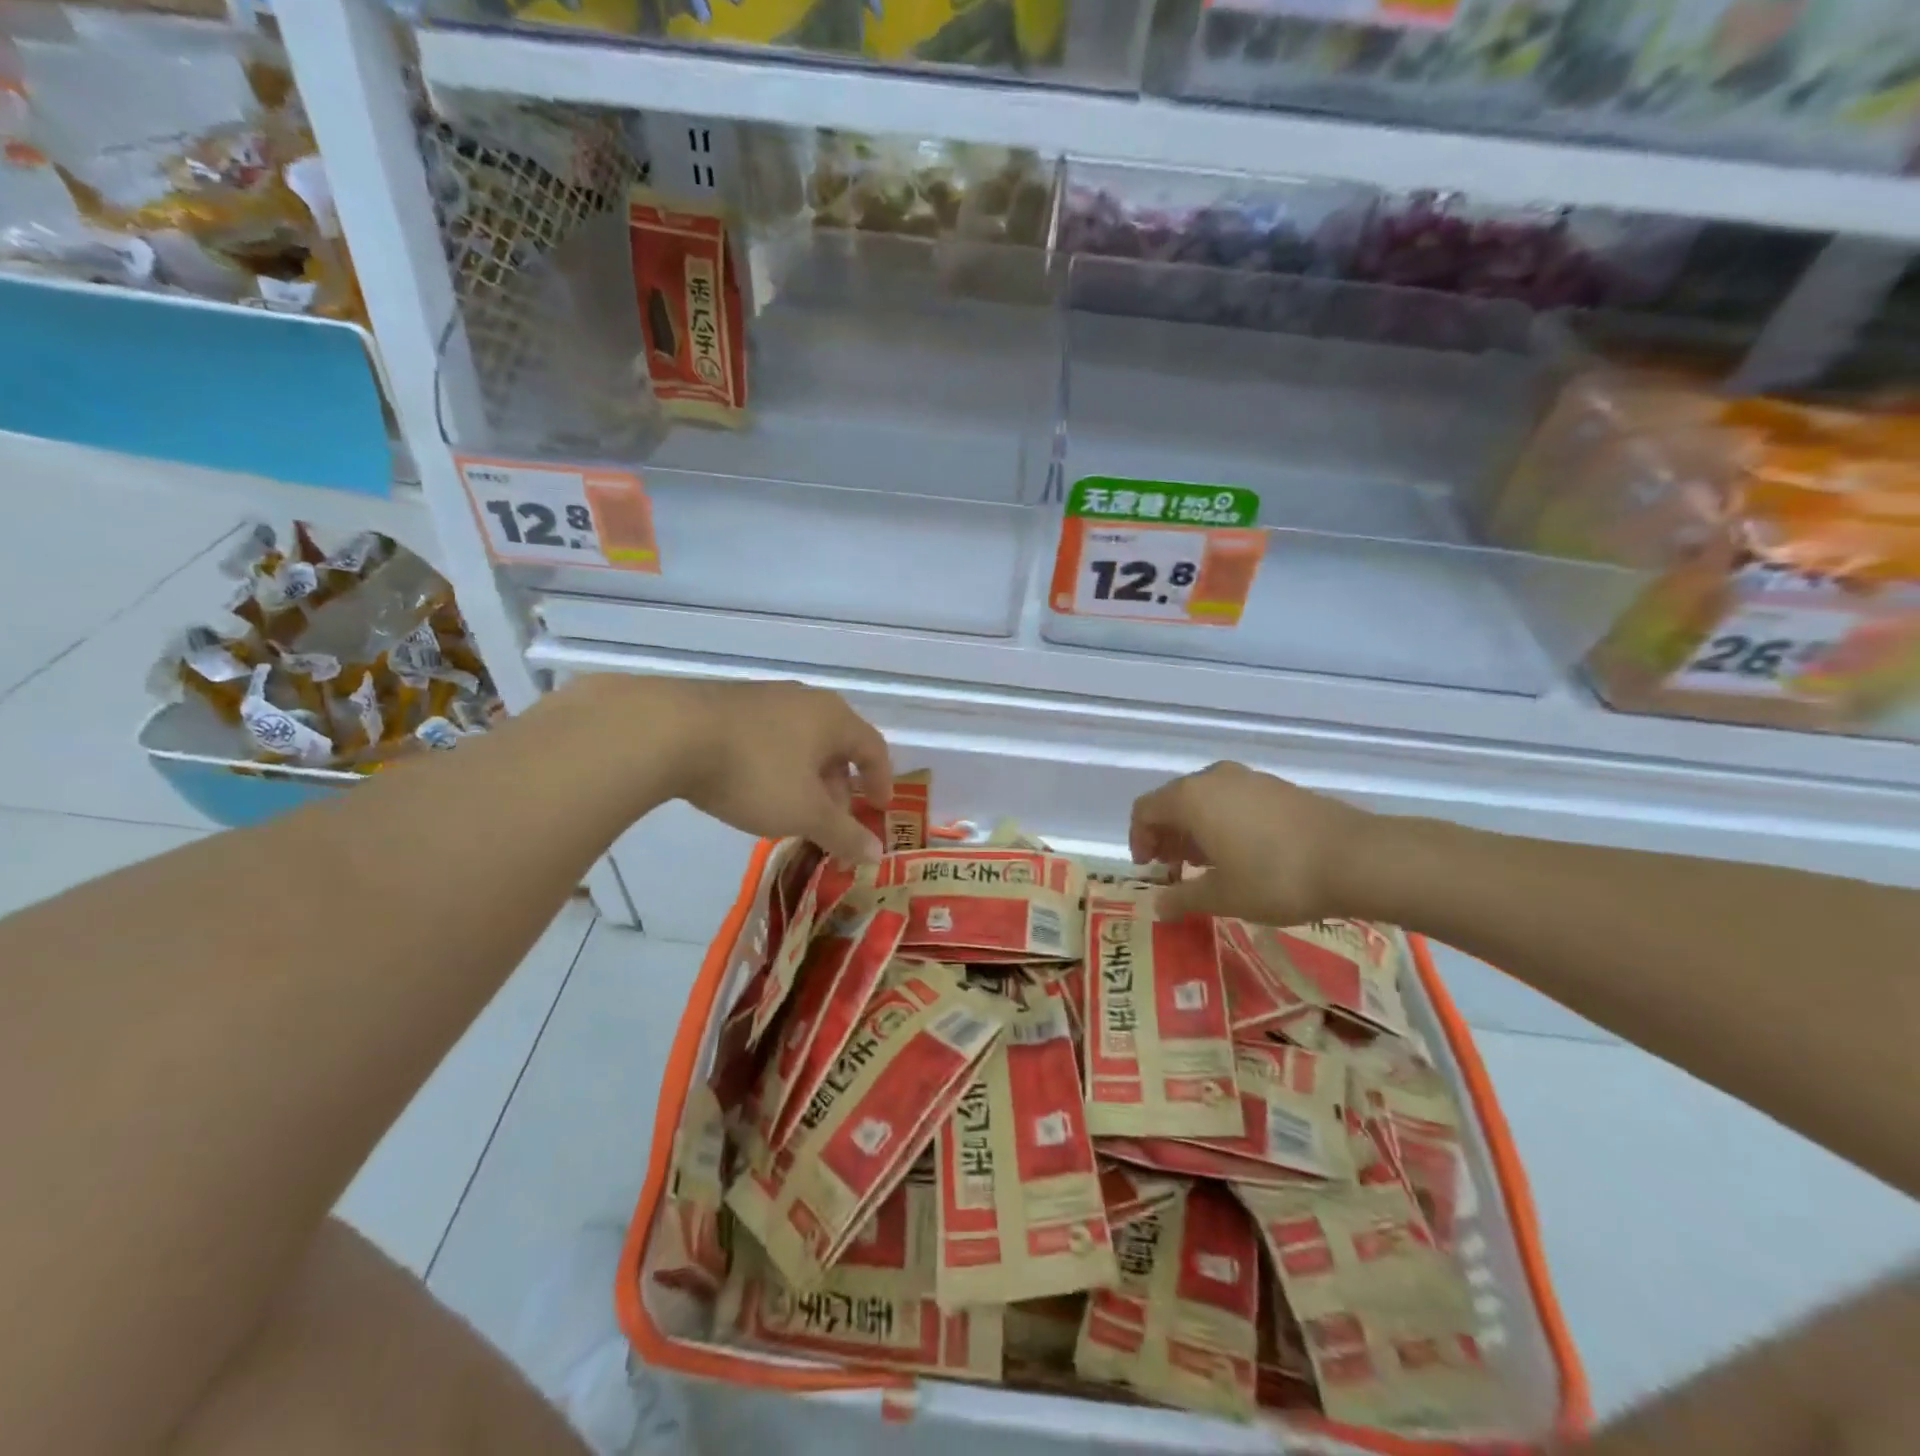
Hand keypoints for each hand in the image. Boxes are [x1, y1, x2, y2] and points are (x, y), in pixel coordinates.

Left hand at [650, 678, 892, 863]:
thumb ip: (843, 833)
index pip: (874, 748)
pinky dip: (776, 766)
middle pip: (836, 745)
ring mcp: (765, 698)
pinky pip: (768, 737)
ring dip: (806, 778)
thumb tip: (876, 853)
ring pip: (800, 742)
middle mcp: (805, 701)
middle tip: (831, 821)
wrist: (670, 733)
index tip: (879, 810)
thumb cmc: (755, 772)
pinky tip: (753, 789)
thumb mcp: (804, 812)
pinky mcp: (729, 704)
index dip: (882, 781)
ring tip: (791, 810)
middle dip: (839, 786)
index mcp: (834, 718)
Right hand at [1129, 762, 1373, 924]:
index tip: (1151, 870)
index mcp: (1191, 798)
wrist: (1356, 858)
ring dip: (1195, 830)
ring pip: (1204, 800)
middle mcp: (1214, 778)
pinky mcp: (1276, 787)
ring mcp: (1248, 778)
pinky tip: (1241, 854)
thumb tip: (1157, 906)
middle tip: (1175, 871)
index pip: (1145, 810)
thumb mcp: (1222, 897)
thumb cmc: (1276, 878)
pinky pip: (1232, 800)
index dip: (1139, 840)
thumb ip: (1182, 897)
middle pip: (1173, 802)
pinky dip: (1222, 823)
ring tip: (1207, 867)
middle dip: (1167, 836)